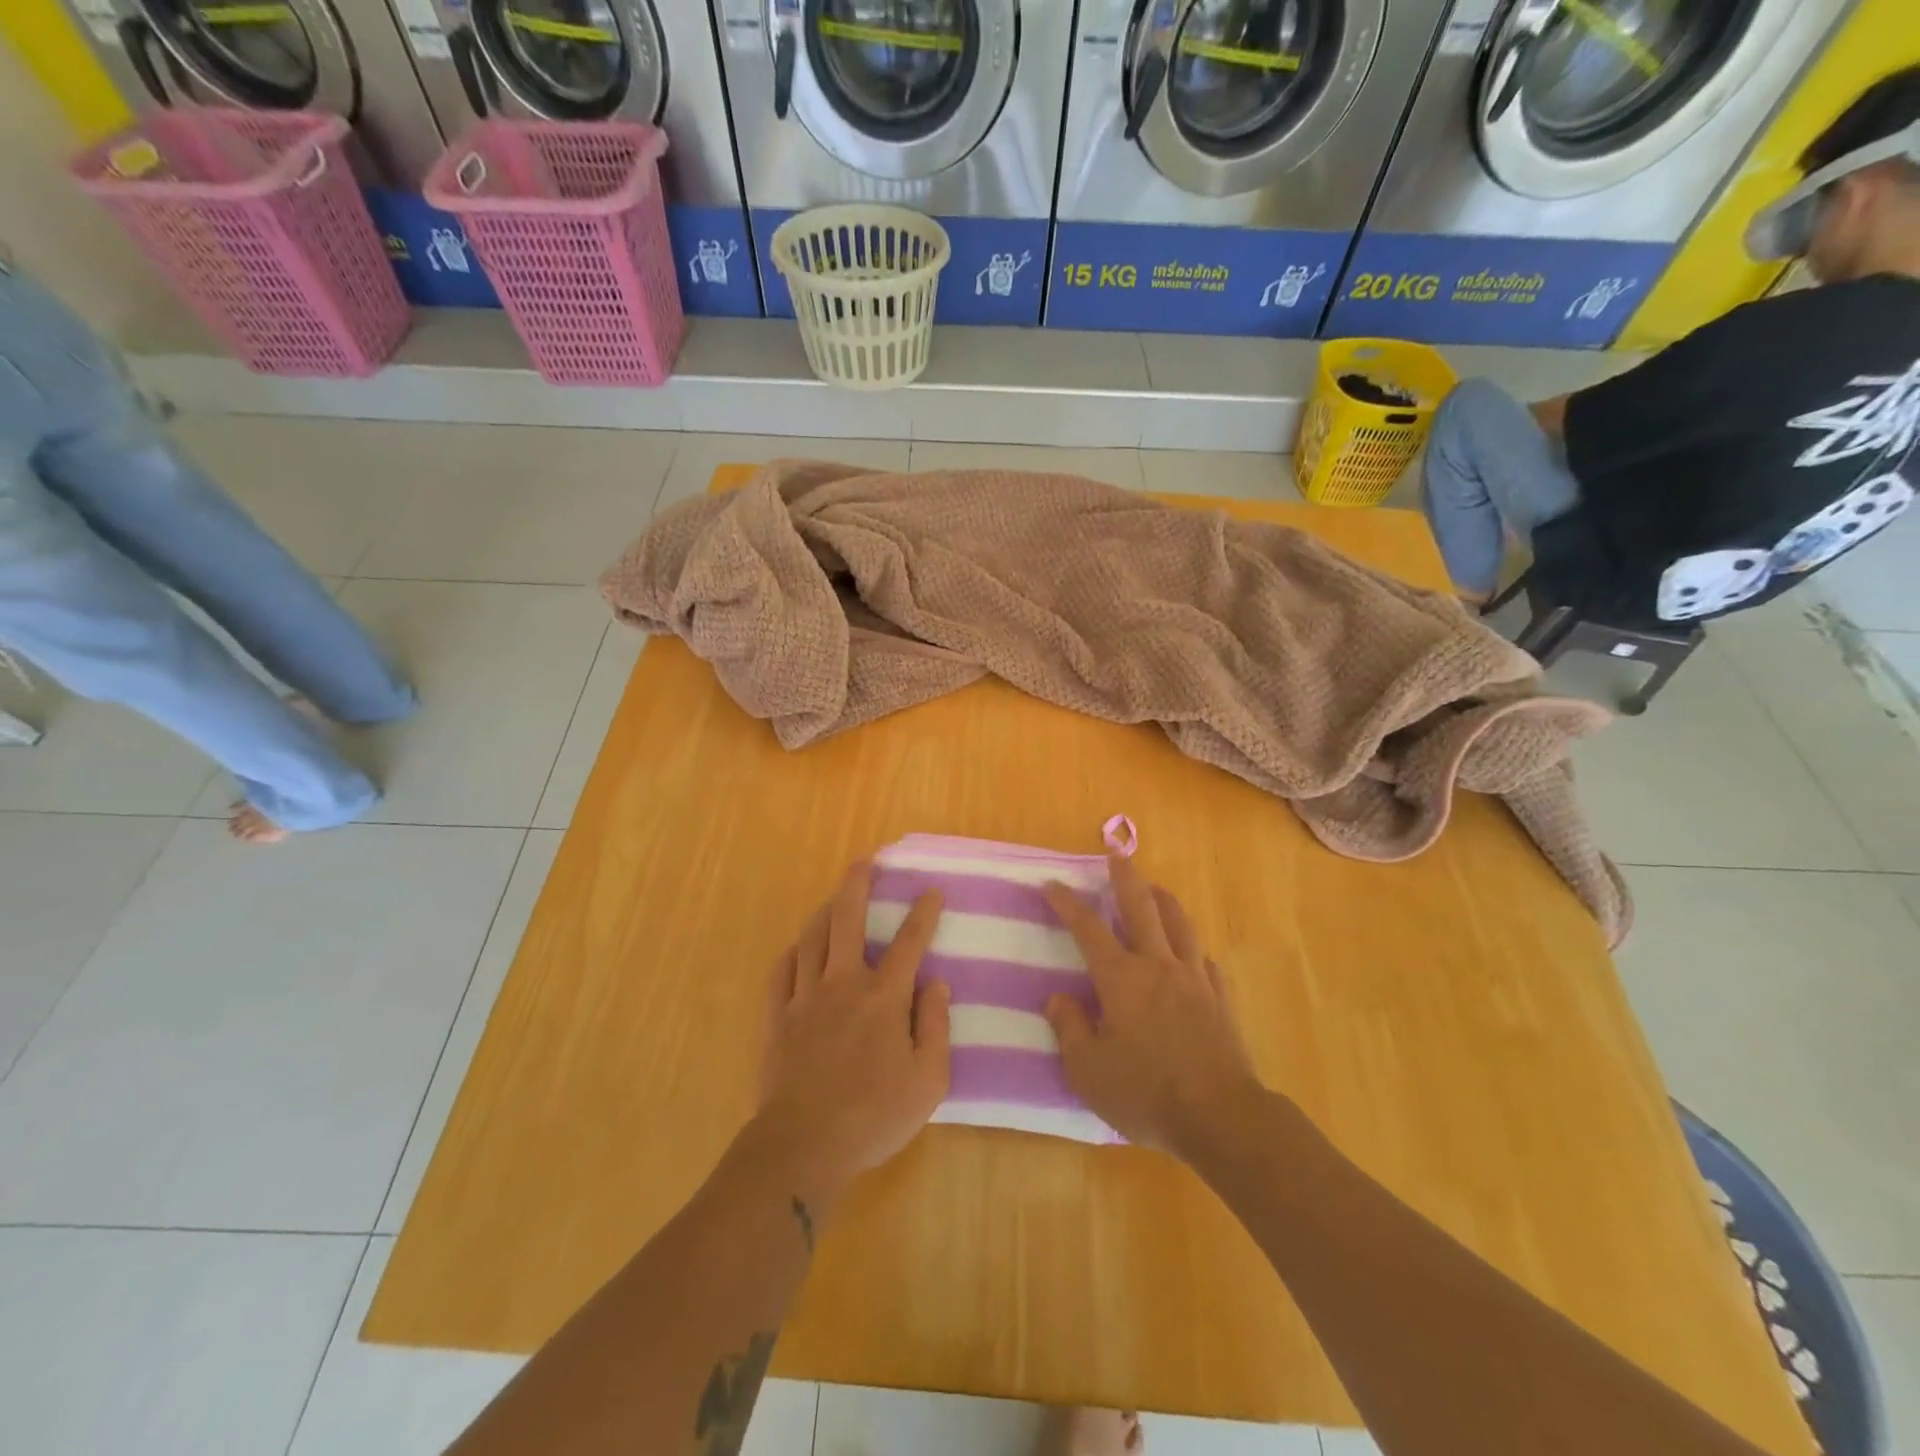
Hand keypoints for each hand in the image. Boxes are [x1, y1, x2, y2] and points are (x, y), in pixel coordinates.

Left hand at [754, 863, 950, 1205]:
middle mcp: (843, 984)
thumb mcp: (928, 1081)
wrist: (803, 1145)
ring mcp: (805, 997)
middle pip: (847, 919)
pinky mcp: (778, 1017)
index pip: (909, 943)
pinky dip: (793, 952)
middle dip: (857, 884)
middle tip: (865, 861)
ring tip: (835, 897)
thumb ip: (936, 1027)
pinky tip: (799, 947)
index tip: (931, 891)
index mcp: (884, 998)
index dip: (923, 914)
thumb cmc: (874, 1116)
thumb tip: (937, 985)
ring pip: (812, 937)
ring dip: (826, 910)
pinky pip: (782, 971)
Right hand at [1041, 857, 1262, 1161]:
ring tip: (1157, 889)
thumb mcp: (1089, 1070)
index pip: (1088, 928)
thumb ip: (1070, 1029)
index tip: (1052, 884)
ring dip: (1165, 901)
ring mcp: (1195, 980)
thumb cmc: (1146, 1093)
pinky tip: (1195, 957)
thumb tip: (1058, 998)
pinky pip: (1208, 964)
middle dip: (1126, 878)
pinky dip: (1196, 952)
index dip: (1067, 903)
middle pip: (1141, 908)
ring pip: (1180, 926)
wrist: (1220, 1117)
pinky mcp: (1221, 1000)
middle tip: (1117, 855)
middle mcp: (1158, 967)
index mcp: (1121, 979)